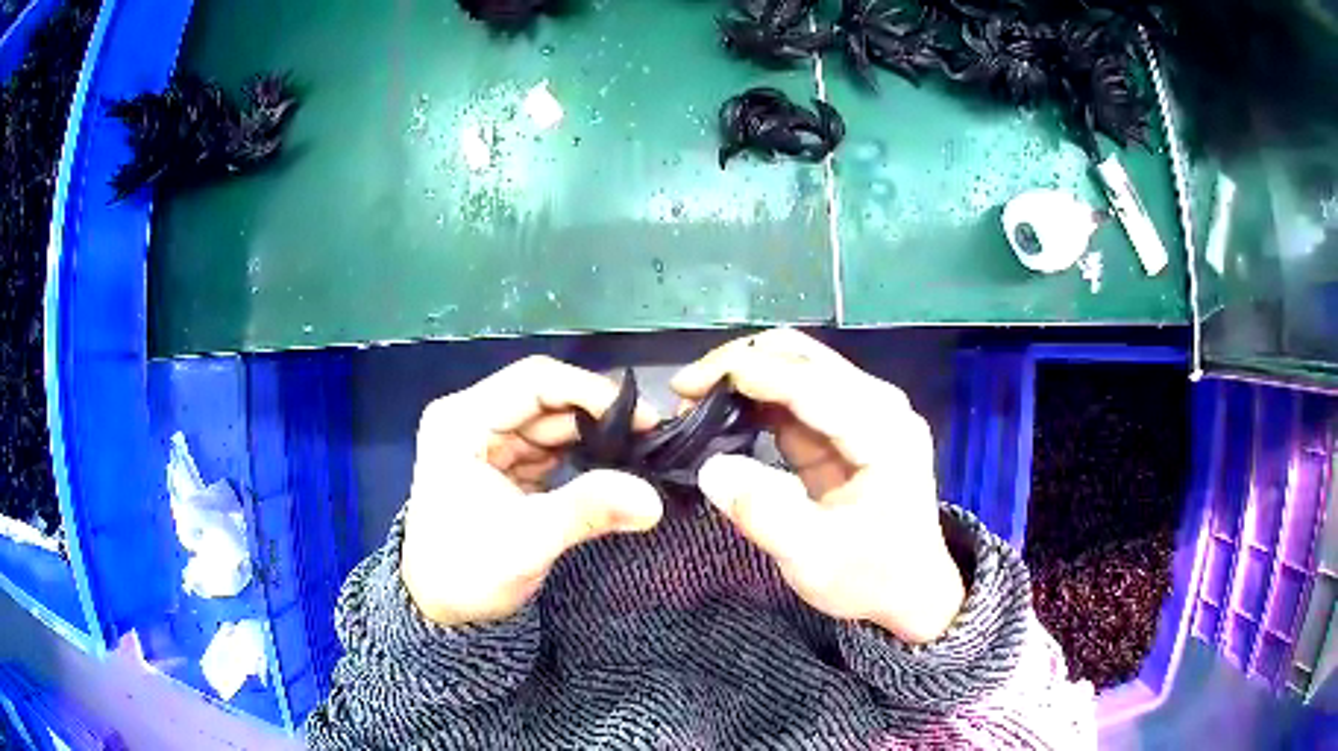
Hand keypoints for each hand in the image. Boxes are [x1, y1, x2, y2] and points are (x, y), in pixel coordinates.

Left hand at [403, 357, 663, 626]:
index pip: (535, 381)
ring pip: (552, 423)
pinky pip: (549, 448)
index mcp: (462, 420)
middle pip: (546, 399)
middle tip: (652, 441)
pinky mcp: (502, 464)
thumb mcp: (527, 541)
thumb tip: (654, 499)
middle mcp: (473, 418)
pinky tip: (614, 468)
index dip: (591, 393)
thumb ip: (588, 510)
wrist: (439, 608)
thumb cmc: (467, 571)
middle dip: (598, 418)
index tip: (643, 419)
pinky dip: (582, 457)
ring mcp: (487, 441)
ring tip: (641, 455)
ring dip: (594, 437)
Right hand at [672, 329, 964, 643]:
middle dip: (741, 364)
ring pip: (796, 369)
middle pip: (803, 358)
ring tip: (693, 404)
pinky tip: (721, 416)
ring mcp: (864, 413)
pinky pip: (795, 398)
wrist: (911, 593)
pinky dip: (756, 401)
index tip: (686, 387)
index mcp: (882, 430)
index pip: (809, 381)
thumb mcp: (814, 558)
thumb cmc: (872, 579)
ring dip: (744, 378)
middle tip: (685, 393)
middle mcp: (877, 406)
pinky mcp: (846, 428)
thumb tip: (710, 467)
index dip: (747, 374)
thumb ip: (763, 512)